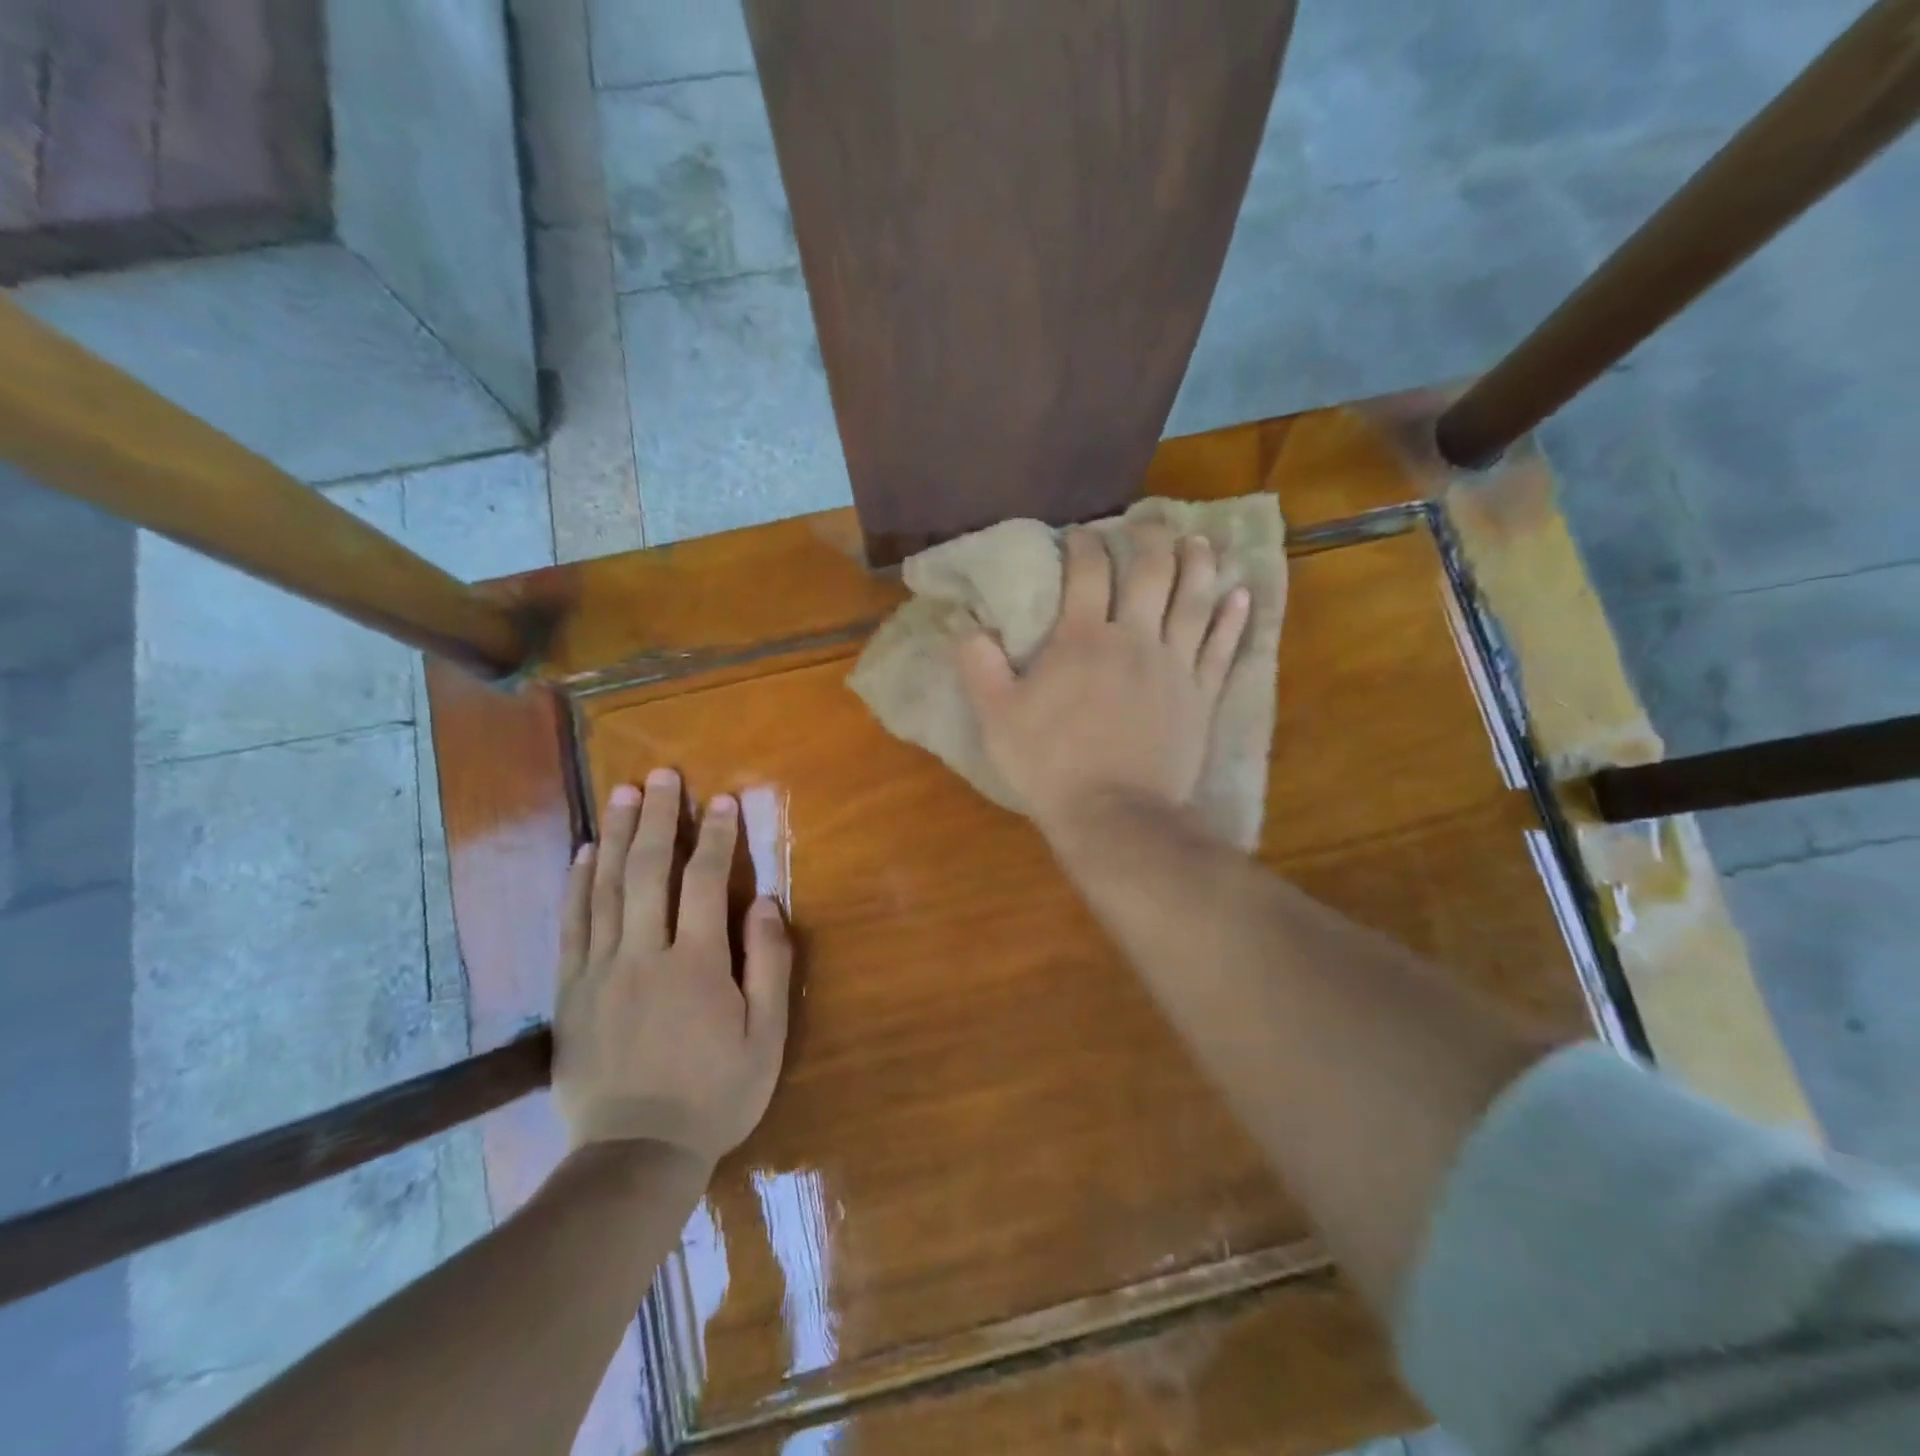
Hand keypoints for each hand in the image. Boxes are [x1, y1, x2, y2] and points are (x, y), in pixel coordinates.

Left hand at [552, 771, 791, 1165]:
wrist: (634, 1156)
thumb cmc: (714, 1095)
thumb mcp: (765, 1038)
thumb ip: (767, 965)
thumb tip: (763, 901)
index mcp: (696, 964)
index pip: (704, 882)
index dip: (715, 837)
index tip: (721, 801)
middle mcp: (643, 954)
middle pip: (649, 871)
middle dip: (659, 818)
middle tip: (663, 775)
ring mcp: (600, 971)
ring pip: (606, 888)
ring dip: (618, 836)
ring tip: (624, 794)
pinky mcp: (571, 991)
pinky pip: (572, 925)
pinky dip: (577, 883)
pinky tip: (585, 852)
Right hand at [957, 525, 1249, 838]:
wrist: (1114, 815)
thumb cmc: (1051, 765)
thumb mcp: (997, 718)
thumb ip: (979, 666)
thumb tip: (963, 623)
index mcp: (1083, 638)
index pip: (1088, 571)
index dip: (1085, 543)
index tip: (1080, 534)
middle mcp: (1135, 638)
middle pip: (1152, 571)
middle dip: (1150, 539)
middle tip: (1148, 524)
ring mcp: (1175, 665)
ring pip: (1195, 599)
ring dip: (1199, 564)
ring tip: (1199, 542)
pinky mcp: (1202, 695)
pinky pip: (1223, 646)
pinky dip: (1234, 618)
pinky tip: (1242, 595)